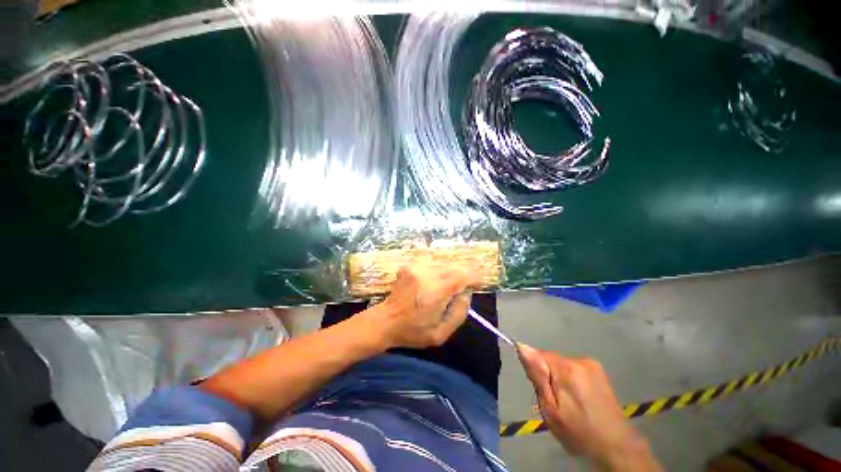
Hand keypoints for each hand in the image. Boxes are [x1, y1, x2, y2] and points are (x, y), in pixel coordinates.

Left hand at [372, 263, 473, 348]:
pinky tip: (433, 283)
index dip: (474, 277)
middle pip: (454, 267)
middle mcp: (426, 273)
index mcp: (435, 291)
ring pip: (443, 264)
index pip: (462, 275)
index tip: (479, 284)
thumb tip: (467, 294)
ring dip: (450, 273)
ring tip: (447, 287)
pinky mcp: (409, 265)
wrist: (386, 321)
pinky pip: (431, 264)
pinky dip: (437, 272)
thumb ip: (459, 314)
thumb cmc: (413, 331)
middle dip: (462, 276)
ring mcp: (416, 267)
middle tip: (463, 288)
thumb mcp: (440, 334)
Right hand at [518, 345, 660, 470]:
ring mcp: (592, 364)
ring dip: (559, 379)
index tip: (542, 391)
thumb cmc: (579, 432)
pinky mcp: (599, 370)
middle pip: (551, 360)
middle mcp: (579, 360)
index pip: (538, 355)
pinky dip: (571, 380)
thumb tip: (522, 347)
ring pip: (562, 365)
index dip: (537, 372)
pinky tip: (580, 400)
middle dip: (548, 377)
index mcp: (566, 369)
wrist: (617, 447)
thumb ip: (537, 376)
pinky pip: (574, 368)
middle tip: (556, 403)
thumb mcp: (551, 410)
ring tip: (569, 403)